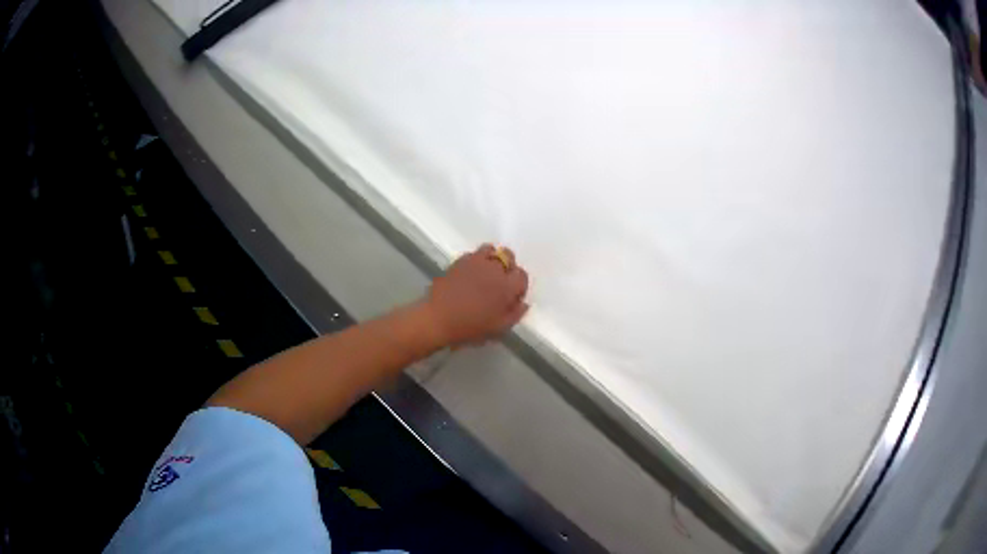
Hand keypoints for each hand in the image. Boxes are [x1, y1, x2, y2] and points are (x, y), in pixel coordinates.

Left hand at [422, 244, 529, 348]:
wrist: (438, 318)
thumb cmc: (470, 327)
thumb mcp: (498, 328)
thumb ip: (515, 314)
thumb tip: (523, 303)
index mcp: (507, 286)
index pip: (522, 276)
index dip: (519, 286)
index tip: (512, 297)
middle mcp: (494, 268)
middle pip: (508, 257)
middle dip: (508, 267)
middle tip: (500, 283)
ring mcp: (476, 261)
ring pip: (491, 250)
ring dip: (492, 259)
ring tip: (486, 273)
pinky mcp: (460, 260)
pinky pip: (474, 254)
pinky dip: (476, 260)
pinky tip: (470, 274)